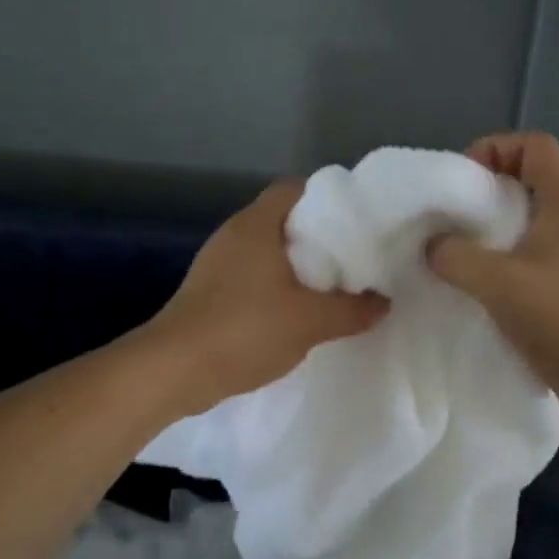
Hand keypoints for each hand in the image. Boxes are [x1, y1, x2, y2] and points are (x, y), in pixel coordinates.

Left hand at [146, 179, 389, 414]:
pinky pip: (252, 277)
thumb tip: (384, 303)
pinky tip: (297, 312)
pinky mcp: (208, 292)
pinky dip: (276, 287)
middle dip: (318, 237)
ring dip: (297, 266)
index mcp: (256, 224)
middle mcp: (233, 234)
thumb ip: (352, 310)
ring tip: (332, 286)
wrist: (174, 370)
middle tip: (353, 257)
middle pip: (283, 220)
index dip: (328, 198)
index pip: (294, 188)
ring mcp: (216, 264)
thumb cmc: (245, 329)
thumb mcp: (310, 321)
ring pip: (267, 251)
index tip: (357, 220)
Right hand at [428, 132, 558, 415]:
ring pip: (530, 219)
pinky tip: (483, 285)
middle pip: (530, 179)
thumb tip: (434, 247)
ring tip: (462, 253)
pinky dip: (506, 257)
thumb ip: (456, 257)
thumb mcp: (497, 282)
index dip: (495, 149)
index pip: (534, 145)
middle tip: (453, 220)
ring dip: (494, 230)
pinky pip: (534, 252)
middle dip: (487, 193)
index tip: (463, 182)